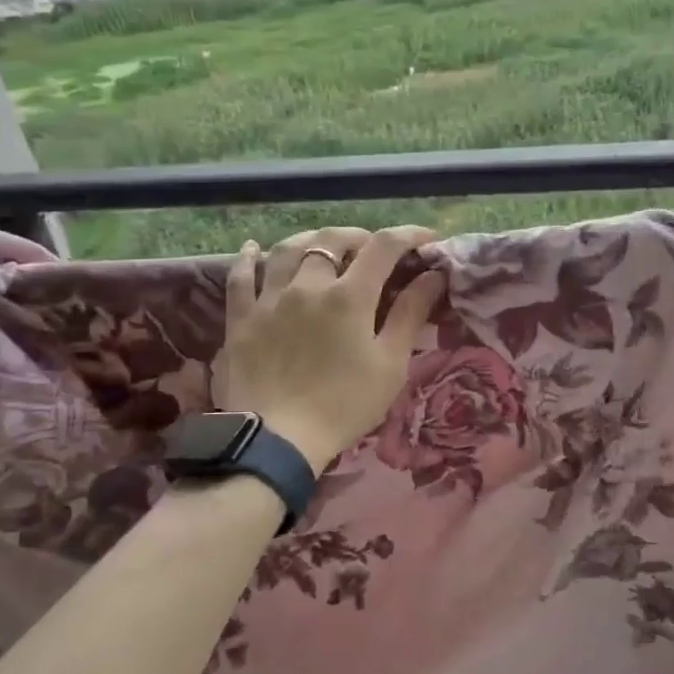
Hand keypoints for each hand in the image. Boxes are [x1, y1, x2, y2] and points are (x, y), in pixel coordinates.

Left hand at [214, 227, 444, 471]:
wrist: (277, 438)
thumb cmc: (344, 405)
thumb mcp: (390, 365)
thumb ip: (410, 315)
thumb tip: (433, 276)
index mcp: (349, 296)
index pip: (384, 247)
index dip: (409, 235)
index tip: (427, 239)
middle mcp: (308, 285)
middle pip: (333, 240)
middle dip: (359, 237)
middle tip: (372, 249)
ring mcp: (269, 298)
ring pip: (287, 249)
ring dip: (311, 240)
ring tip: (323, 246)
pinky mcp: (241, 318)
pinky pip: (241, 277)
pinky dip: (249, 258)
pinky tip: (253, 248)